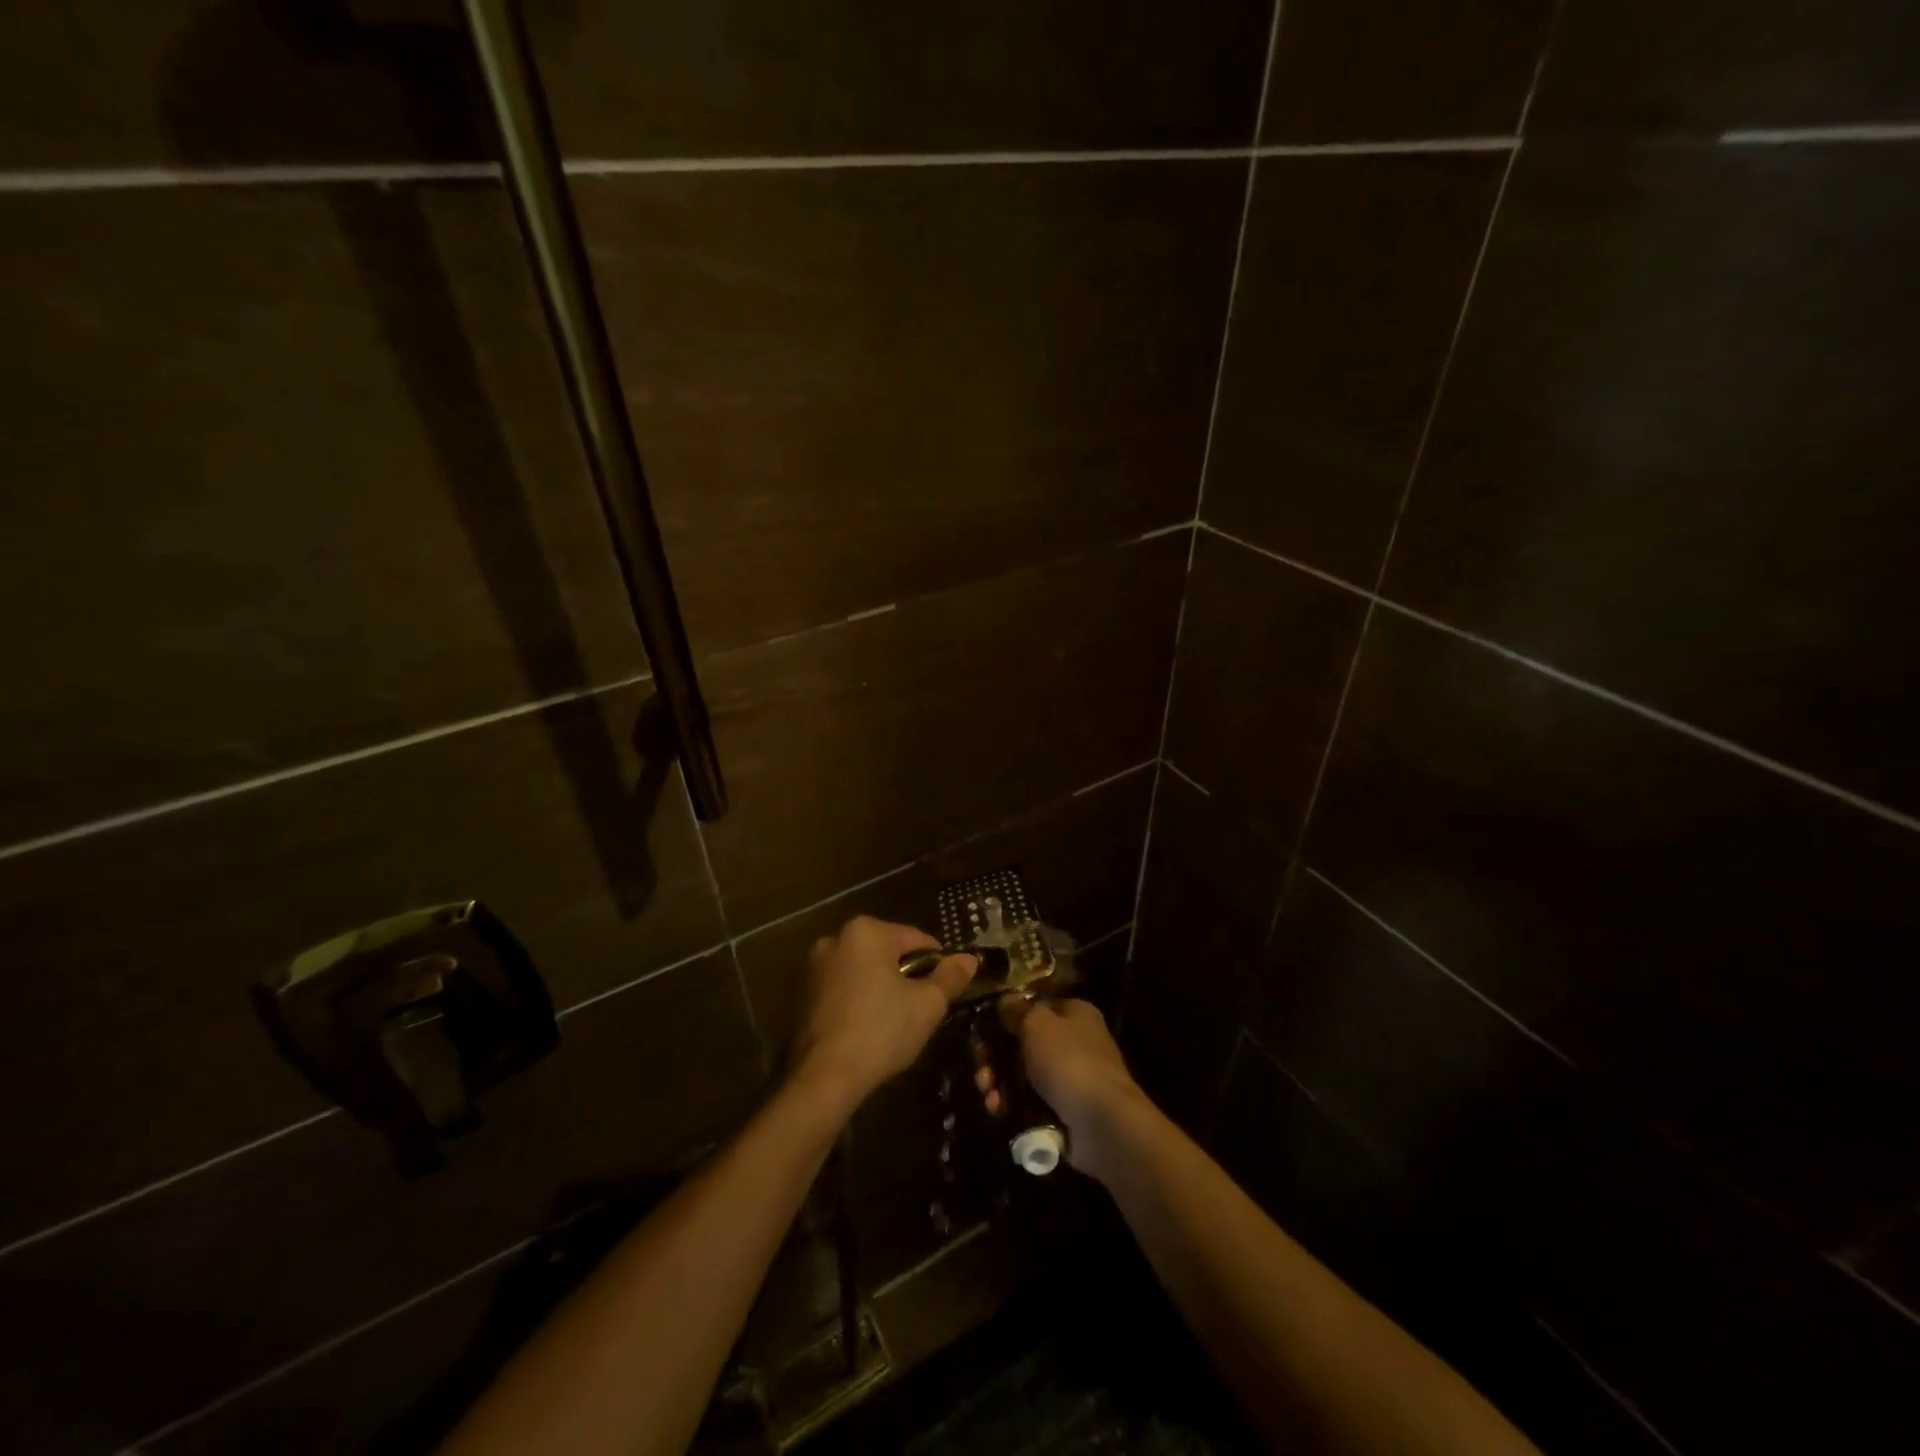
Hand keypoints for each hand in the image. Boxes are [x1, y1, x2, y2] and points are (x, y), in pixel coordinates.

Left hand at [792, 917, 975, 1107]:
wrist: (824, 1078)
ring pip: (865, 969)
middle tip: (922, 1008)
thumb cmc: (880, 1032)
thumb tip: (969, 958)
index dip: (938, 964)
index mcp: (866, 931)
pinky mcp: (803, 992)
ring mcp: (815, 965)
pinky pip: (845, 986)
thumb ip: (951, 977)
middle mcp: (836, 938)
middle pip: (888, 952)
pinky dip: (860, 998)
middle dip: (908, 975)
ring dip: (883, 987)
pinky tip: (869, 1027)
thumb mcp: (927, 1004)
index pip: (917, 940)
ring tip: (896, 1021)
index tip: (946, 990)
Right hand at [985, 997, 1145, 1180]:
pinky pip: (1029, 1103)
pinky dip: (1011, 1105)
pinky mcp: (1064, 1111)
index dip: (1007, 1017)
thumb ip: (1016, 1010)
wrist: (1101, 1123)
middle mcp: (1075, 1042)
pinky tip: (998, 1110)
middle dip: (996, 1057)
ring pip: (1023, 1075)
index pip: (1035, 1007)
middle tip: (980, 1069)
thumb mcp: (1037, 1023)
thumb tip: (1004, 1002)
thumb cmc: (1068, 1061)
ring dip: (999, 1083)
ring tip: (988, 1095)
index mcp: (1074, 1014)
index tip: (982, 1031)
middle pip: (1023, 1043)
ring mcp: (1070, 1079)